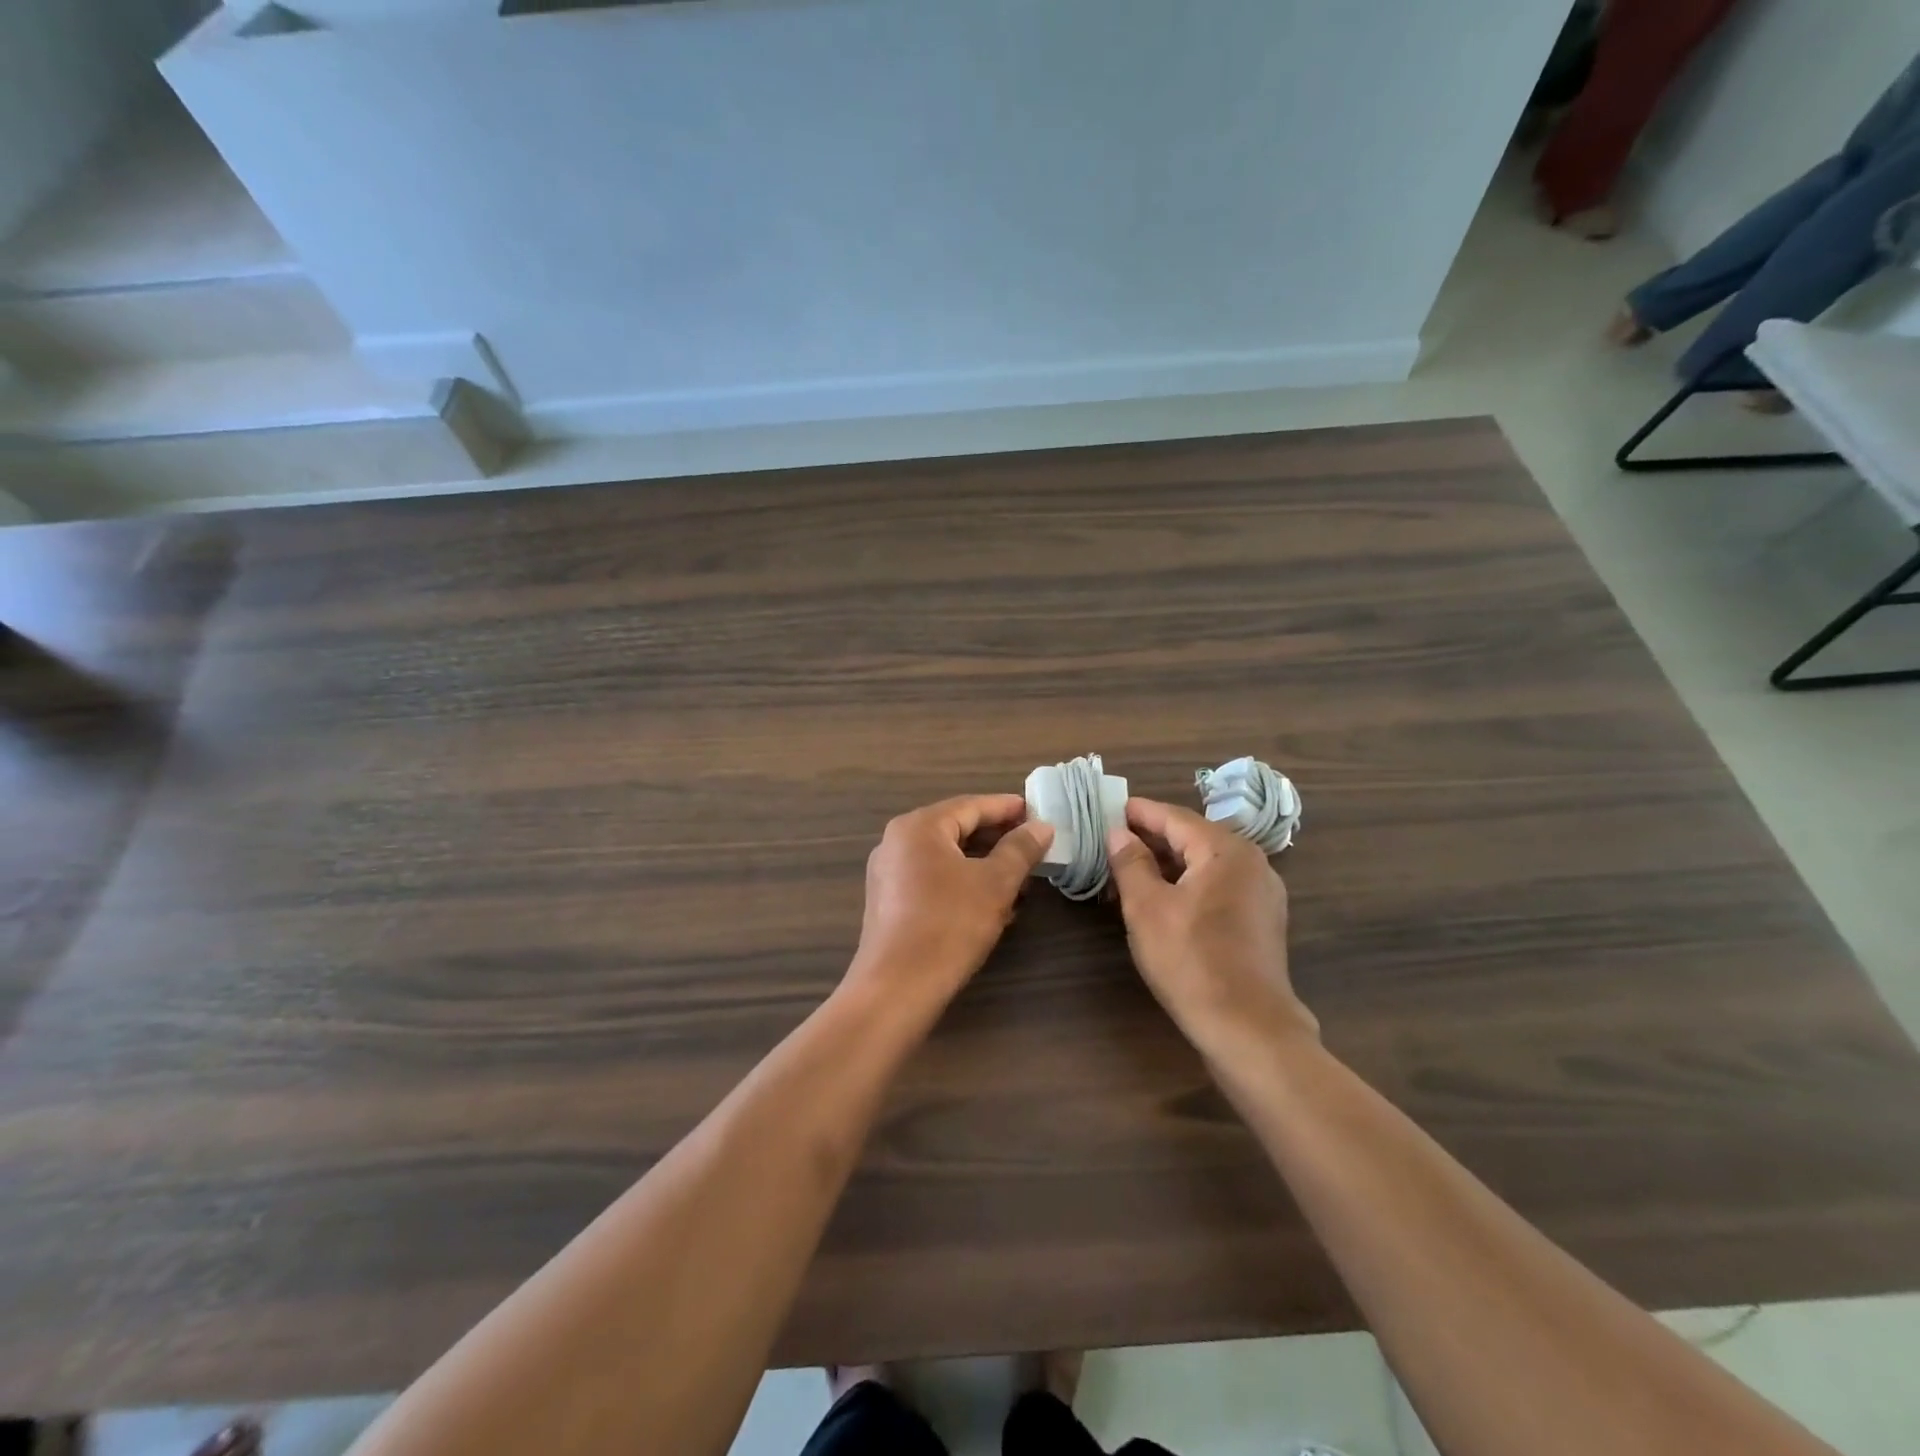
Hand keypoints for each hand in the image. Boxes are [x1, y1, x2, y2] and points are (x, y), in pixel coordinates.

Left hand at [846, 794, 1053, 1013]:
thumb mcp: (995, 883)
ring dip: (984, 866)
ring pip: (946, 858)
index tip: (1039, 813)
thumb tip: (1041, 827)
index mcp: (919, 827)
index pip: (971, 806)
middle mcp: (897, 842)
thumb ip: (1020, 849)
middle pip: (956, 829)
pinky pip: (933, 880)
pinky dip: (964, 884)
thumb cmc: (949, 924)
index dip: (1008, 808)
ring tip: (1021, 881)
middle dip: (998, 839)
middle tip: (1034, 847)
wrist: (897, 987)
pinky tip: (992, 905)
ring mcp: (889, 874)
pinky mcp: (890, 903)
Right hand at [1105, 797, 1316, 1058]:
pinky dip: (1188, 884)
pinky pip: (1218, 886)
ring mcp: (1261, 893)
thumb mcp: (1147, 908)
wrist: (1247, 1028)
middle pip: (1192, 837)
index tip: (1107, 809)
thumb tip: (1119, 833)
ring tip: (1128, 872)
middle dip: (1150, 839)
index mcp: (1226, 850)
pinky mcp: (1261, 921)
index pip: (1174, 817)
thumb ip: (1130, 863)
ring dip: (1167, 864)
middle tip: (1110, 842)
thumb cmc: (1191, 960)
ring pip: (1205, 864)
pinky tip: (1161, 899)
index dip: (1138, 813)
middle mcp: (1251, 862)